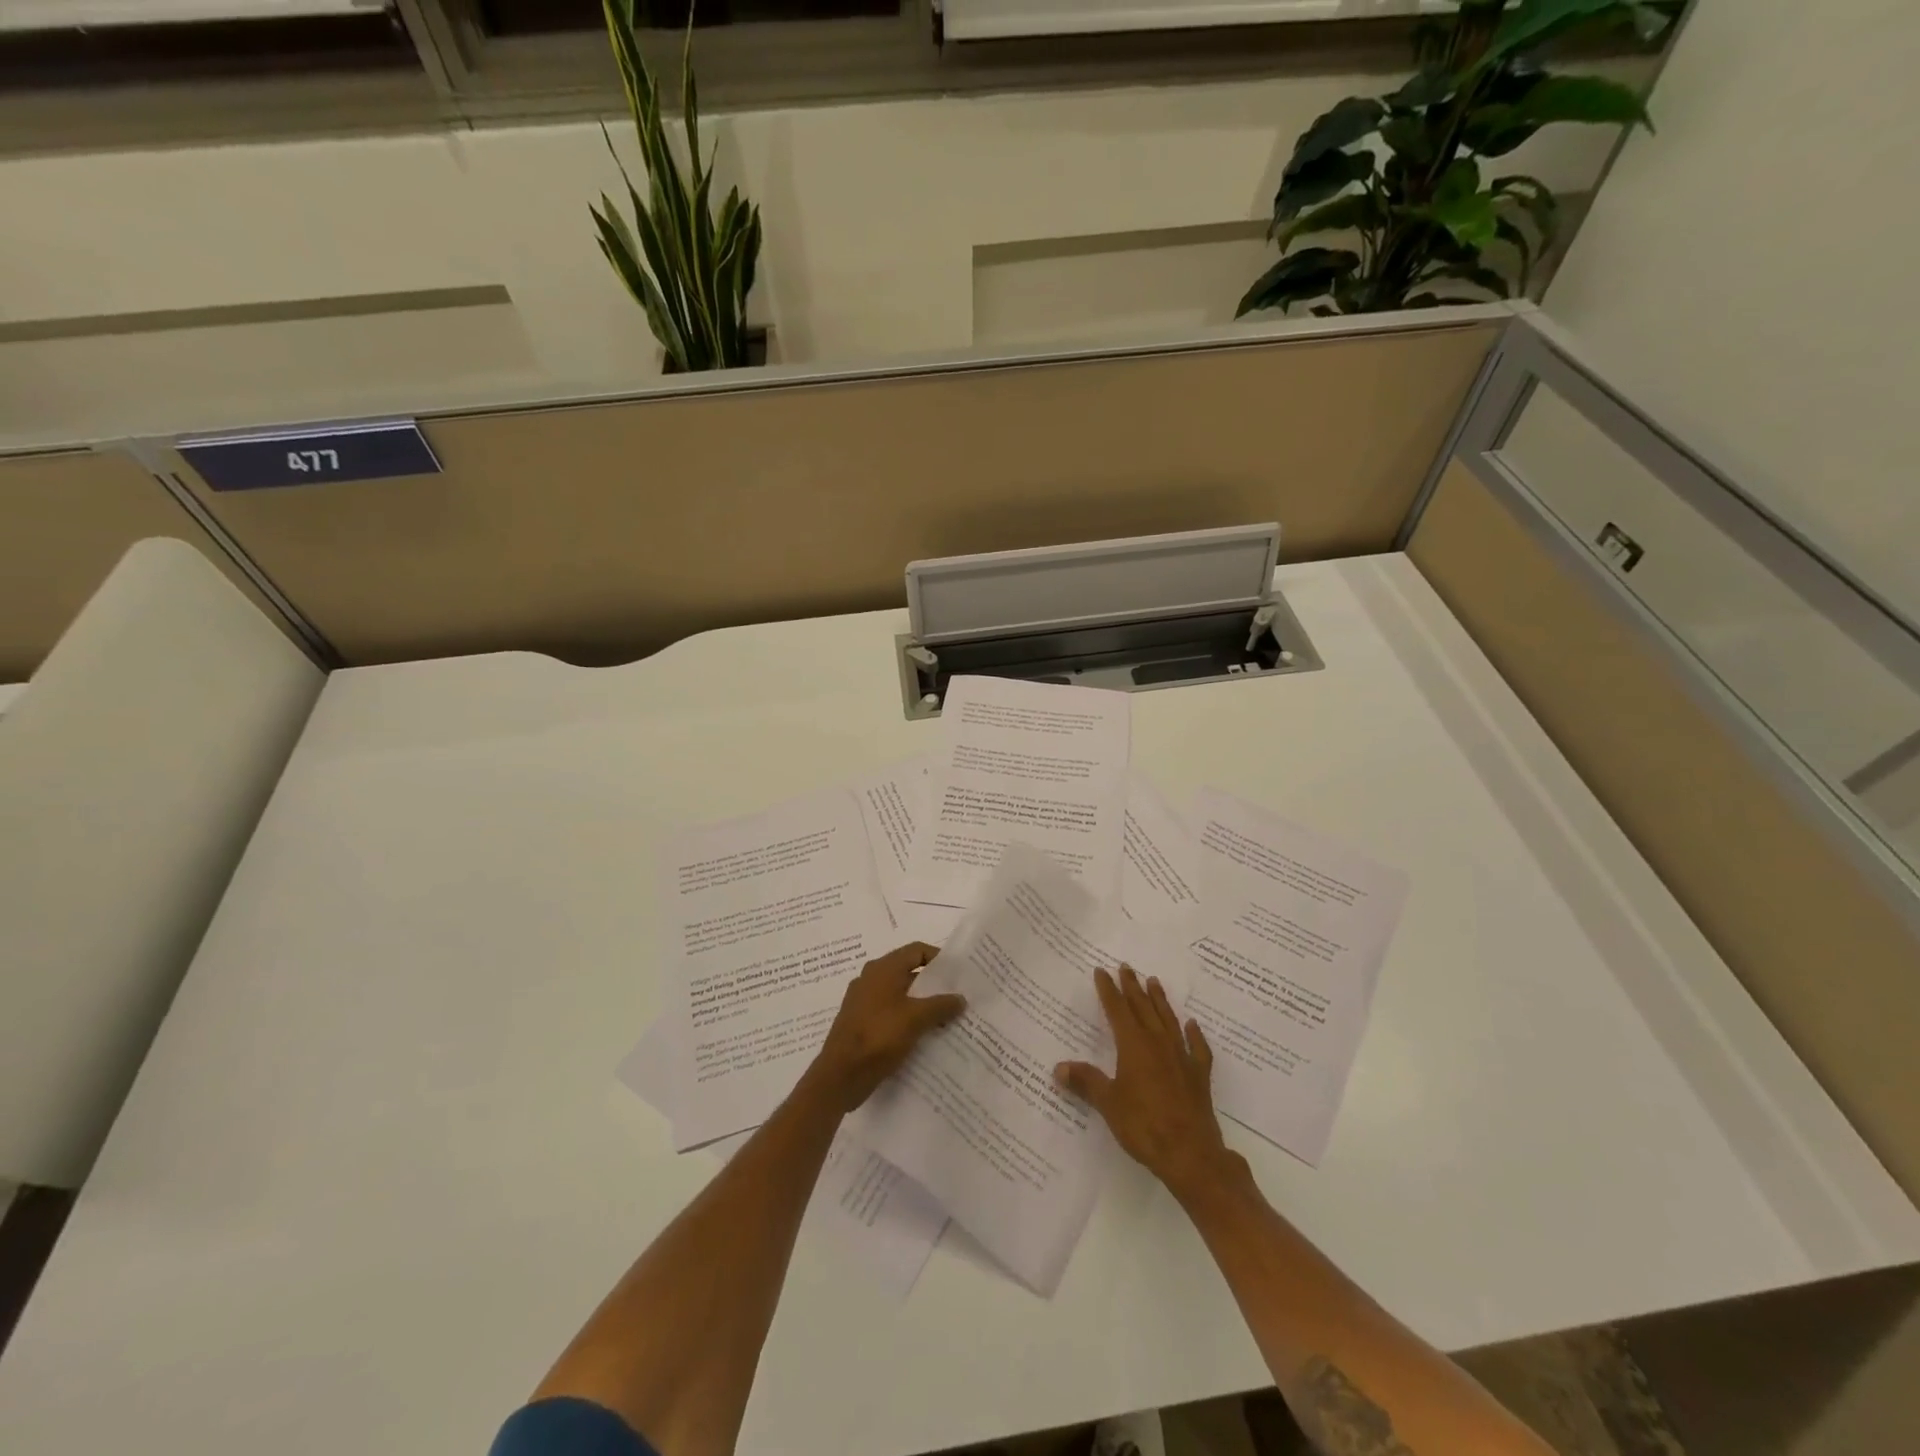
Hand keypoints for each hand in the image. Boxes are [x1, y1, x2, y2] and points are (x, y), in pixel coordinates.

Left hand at [803, 942, 966, 1113]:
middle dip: (933, 985)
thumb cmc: (878, 1037)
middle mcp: (871, 979)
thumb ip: (941, 1005)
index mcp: (883, 969)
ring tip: (946, 1019)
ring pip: (900, 996)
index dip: (939, 958)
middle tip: (957, 997)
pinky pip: (891, 1014)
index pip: (916, 951)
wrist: (840, 1076)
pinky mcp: (861, 1024)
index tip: (959, 974)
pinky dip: (908, 1020)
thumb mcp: (916, 1018)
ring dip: (922, 1005)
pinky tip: (924, 1037)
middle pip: (909, 972)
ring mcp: (864, 1002)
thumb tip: (961, 998)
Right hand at [1055, 965, 1240, 1201]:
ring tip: (1154, 981)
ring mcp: (1182, 1057)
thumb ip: (1086, 1081)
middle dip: (1132, 987)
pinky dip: (1194, 1034)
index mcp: (1134, 1045)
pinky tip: (1192, 1025)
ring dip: (1160, 1000)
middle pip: (1143, 1008)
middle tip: (1126, 967)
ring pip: (1168, 1020)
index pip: (1118, 1009)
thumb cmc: (1144, 1125)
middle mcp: (1158, 1043)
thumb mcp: (1108, 1103)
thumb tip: (1059, 1068)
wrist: (1190, 1153)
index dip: (1108, 990)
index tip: (1102, 971)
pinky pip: (1197, 1048)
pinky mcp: (1199, 1076)